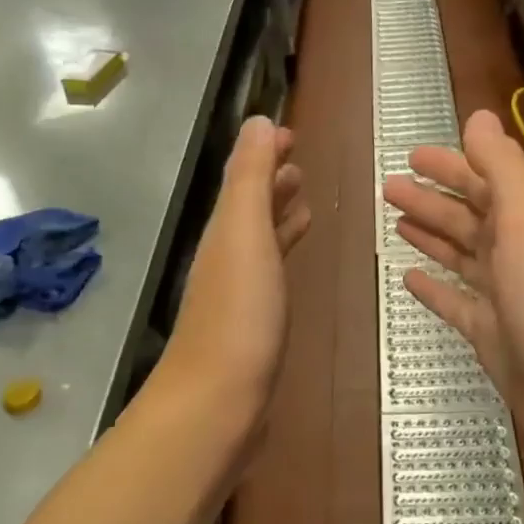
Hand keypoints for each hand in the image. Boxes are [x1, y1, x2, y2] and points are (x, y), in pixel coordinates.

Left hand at [158, 117, 309, 413]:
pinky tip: (293, 261)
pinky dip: (282, 254)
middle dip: (271, 181)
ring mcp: (238, 293)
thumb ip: (250, 178)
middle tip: (300, 161)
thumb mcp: (243, 234)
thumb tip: (257, 121)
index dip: (263, 153)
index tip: (290, 133)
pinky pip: (270, 274)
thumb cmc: (239, 315)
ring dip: (278, 215)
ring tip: (305, 201)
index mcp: (224, 230)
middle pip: (248, 207)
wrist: (218, 402)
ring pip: (259, 240)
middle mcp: (226, 256)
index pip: (243, 178)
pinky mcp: (253, 325)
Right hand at [384, 109, 523, 471]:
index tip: (412, 156)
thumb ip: (503, 170)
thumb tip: (479, 117)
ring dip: (430, 236)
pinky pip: (456, 303)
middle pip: (470, 219)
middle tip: (389, 187)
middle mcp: (518, 256)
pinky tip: (408, 278)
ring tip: (395, 221)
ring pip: (461, 257)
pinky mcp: (490, 336)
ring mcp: (504, 299)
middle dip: (432, 200)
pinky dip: (434, 288)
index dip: (452, 167)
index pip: (487, 184)